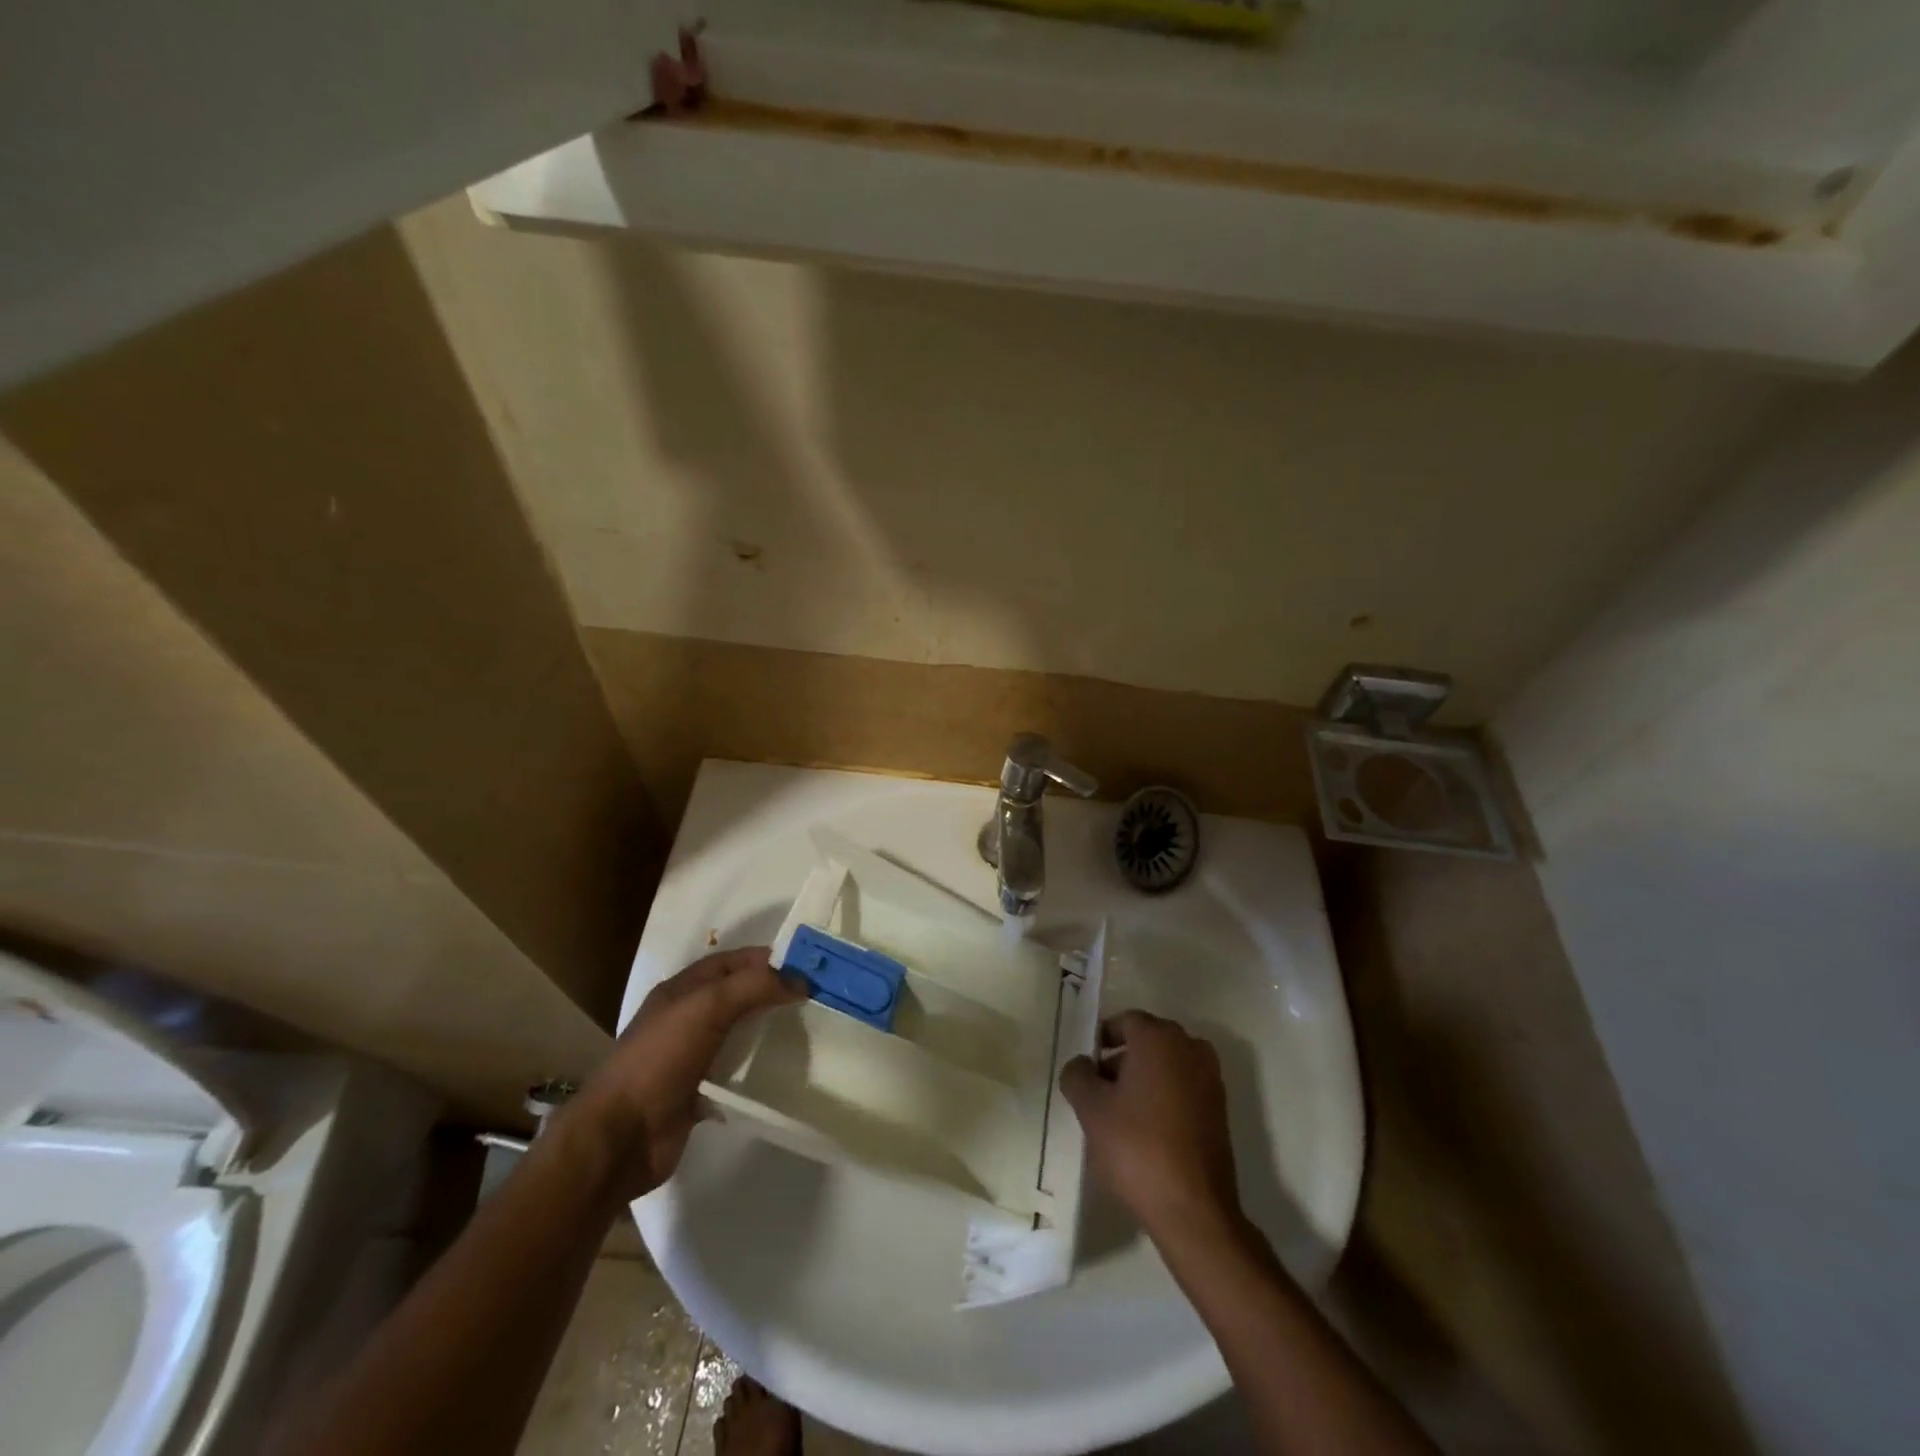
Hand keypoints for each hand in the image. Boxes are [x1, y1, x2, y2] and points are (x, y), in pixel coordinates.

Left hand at [561, 948, 801, 1199]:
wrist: (621, 1136)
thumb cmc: (660, 1059)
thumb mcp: (707, 1007)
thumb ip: (753, 987)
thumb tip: (800, 980)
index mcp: (681, 990)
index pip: (730, 962)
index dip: (765, 959)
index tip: (806, 966)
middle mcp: (686, 1018)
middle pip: (737, 996)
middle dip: (772, 993)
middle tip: (815, 998)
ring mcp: (691, 1057)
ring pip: (738, 1034)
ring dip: (767, 1031)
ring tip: (808, 1031)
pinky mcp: (698, 1093)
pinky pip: (736, 1073)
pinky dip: (757, 1069)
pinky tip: (784, 1070)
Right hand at [1060, 1011, 1242, 1244]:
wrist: (1193, 1209)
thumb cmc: (1137, 1147)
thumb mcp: (1091, 1109)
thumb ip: (1077, 1075)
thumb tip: (1081, 1065)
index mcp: (1160, 1038)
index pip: (1125, 1021)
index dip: (1101, 1038)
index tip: (1085, 1065)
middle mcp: (1190, 1048)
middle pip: (1147, 1042)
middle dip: (1120, 1059)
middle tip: (1097, 1090)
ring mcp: (1210, 1079)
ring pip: (1166, 1066)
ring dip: (1142, 1079)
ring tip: (1118, 1114)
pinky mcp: (1220, 1110)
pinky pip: (1183, 1088)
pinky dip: (1163, 1097)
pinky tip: (1145, 1130)